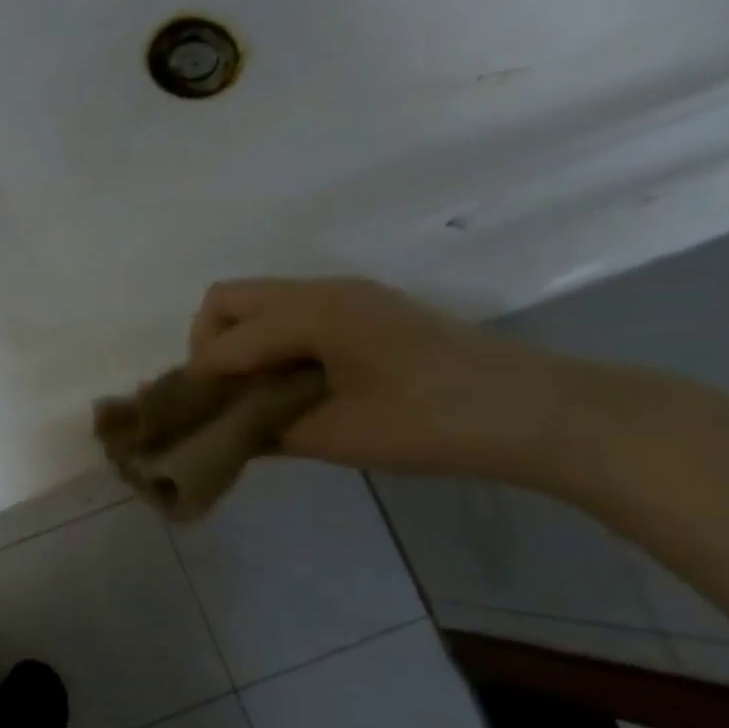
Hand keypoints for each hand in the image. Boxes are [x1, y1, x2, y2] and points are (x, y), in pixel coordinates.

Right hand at [187, 277, 593, 482]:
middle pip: (228, 300)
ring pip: (258, 304)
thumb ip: (265, 429)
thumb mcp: (337, 436)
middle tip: (222, 397)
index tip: (192, 418)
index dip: (200, 378)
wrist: (536, 413)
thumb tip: (221, 429)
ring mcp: (347, 298)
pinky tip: (286, 387)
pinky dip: (269, 344)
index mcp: (314, 313)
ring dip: (239, 343)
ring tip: (250, 396)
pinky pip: (289, 316)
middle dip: (208, 345)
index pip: (226, 338)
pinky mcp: (365, 313)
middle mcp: (323, 292)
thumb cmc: (432, 424)